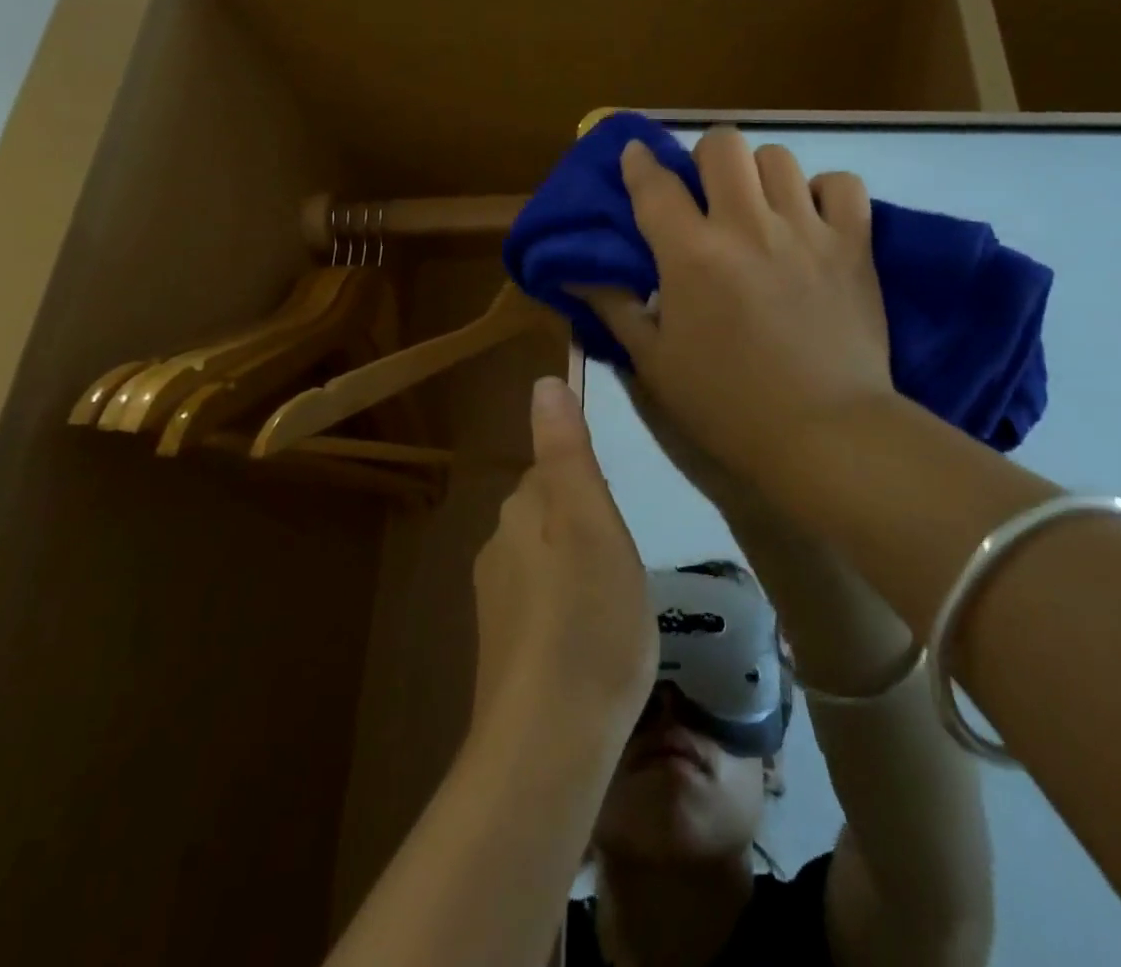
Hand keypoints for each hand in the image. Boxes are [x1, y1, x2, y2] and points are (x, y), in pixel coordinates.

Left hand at [470, 376, 656, 743]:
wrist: (549, 739)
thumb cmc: (587, 615)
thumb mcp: (591, 519)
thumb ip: (567, 450)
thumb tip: (543, 382)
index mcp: (520, 511)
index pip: (551, 471)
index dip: (589, 487)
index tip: (618, 517)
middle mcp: (497, 548)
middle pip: (546, 515)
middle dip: (583, 526)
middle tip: (625, 563)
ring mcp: (495, 604)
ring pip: (544, 563)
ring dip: (577, 571)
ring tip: (615, 607)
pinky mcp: (503, 652)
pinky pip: (541, 610)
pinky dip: (566, 613)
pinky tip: (592, 646)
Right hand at [580, 126, 896, 502]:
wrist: (824, 433)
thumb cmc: (727, 405)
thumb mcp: (655, 363)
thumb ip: (613, 308)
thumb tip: (574, 272)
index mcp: (691, 254)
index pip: (655, 184)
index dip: (639, 161)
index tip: (636, 153)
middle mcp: (747, 225)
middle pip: (722, 144)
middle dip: (704, 156)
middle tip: (705, 190)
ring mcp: (806, 229)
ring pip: (778, 156)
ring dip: (758, 172)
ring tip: (758, 204)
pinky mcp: (854, 244)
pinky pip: (843, 184)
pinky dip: (824, 191)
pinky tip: (812, 217)